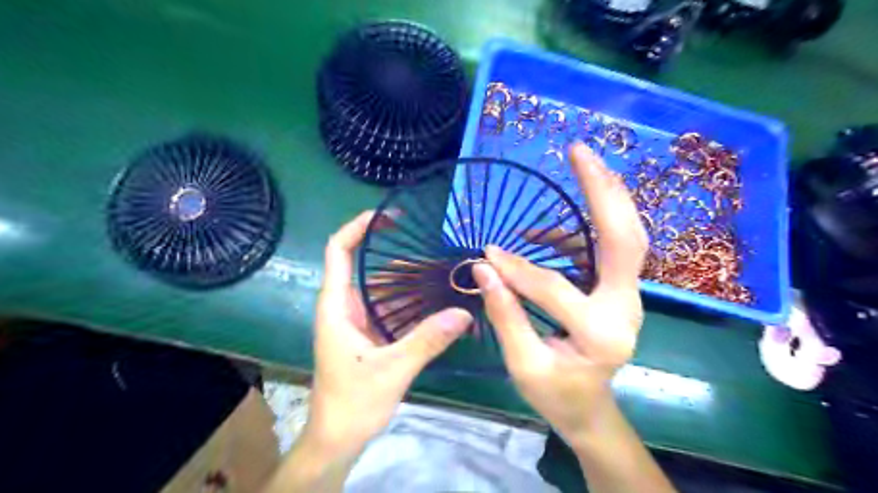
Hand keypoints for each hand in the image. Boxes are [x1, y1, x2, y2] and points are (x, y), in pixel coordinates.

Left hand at [307, 210, 473, 453]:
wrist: (338, 439)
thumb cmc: (352, 403)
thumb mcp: (392, 369)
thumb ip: (427, 340)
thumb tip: (464, 313)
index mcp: (337, 305)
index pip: (338, 250)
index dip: (358, 227)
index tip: (390, 216)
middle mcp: (346, 306)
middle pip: (370, 267)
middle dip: (401, 257)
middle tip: (439, 252)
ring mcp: (358, 321)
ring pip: (384, 289)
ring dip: (411, 282)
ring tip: (445, 274)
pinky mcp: (370, 335)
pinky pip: (392, 309)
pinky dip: (412, 303)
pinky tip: (436, 303)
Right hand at [475, 142, 649, 449]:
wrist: (590, 410)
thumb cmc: (556, 394)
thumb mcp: (524, 364)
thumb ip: (506, 315)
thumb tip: (483, 268)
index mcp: (601, 334)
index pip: (556, 288)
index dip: (518, 269)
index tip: (486, 253)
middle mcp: (625, 308)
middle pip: (625, 240)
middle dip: (603, 192)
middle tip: (580, 152)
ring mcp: (627, 297)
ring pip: (627, 238)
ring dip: (605, 198)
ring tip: (582, 164)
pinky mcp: (618, 291)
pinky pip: (608, 249)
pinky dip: (585, 228)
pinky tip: (550, 228)